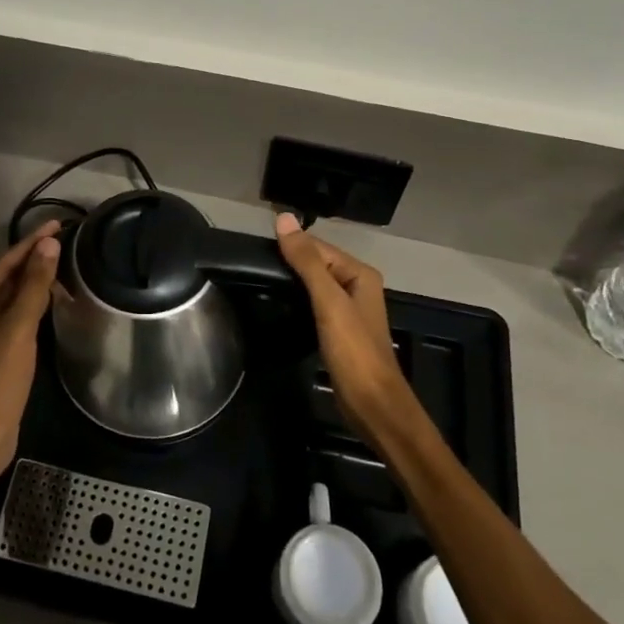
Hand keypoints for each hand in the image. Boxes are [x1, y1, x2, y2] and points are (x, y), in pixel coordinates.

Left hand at [0, 220, 62, 485]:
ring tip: (65, 265)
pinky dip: (31, 304)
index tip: (58, 224)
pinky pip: (12, 314)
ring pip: (9, 296)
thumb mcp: (18, 327)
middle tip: (67, 242)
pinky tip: (52, 296)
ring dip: (35, 283)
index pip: (2, 262)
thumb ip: (34, 284)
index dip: (31, 243)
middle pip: (4, 277)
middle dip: (34, 262)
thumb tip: (49, 244)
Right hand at [274, 214, 413, 434]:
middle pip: (316, 264)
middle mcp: (357, 286)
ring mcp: (348, 310)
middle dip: (288, 264)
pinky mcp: (339, 331)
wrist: (372, 404)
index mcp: (360, 273)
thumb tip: (284, 219)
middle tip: (251, 269)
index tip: (255, 251)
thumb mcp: (328, 301)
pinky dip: (297, 303)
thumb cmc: (353, 350)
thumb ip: (307, 261)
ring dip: (291, 283)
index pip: (318, 247)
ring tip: (258, 283)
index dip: (290, 246)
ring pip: (314, 286)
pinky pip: (314, 306)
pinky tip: (278, 306)